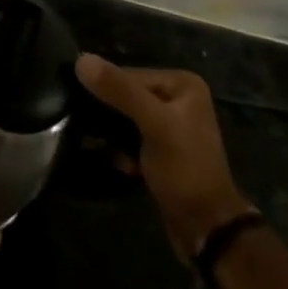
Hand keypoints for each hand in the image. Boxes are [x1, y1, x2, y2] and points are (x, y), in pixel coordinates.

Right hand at [76, 55, 252, 260]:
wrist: (206, 229)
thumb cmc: (185, 170)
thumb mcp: (154, 125)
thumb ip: (120, 91)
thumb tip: (81, 59)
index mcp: (182, 83)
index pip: (129, 74)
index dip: (106, 91)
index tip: (85, 109)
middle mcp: (177, 98)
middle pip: (125, 94)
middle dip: (109, 115)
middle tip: (90, 130)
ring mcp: (169, 124)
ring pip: (124, 117)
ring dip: (112, 134)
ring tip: (105, 148)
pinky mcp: (160, 148)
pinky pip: (129, 137)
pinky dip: (121, 149)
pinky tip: (123, 164)